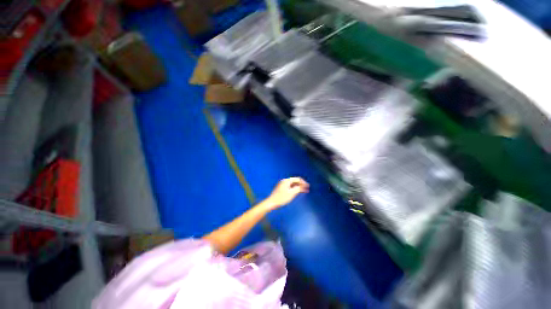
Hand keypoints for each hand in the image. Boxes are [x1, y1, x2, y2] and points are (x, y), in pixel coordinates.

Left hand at [264, 177, 308, 209]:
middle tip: (306, 189)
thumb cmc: (281, 198)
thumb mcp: (291, 193)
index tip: (308, 187)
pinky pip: (289, 187)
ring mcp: (282, 184)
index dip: (303, 182)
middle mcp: (284, 181)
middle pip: (295, 181)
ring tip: (303, 191)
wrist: (271, 202)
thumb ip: (298, 189)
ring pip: (292, 184)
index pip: (297, 179)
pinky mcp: (281, 188)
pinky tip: (296, 192)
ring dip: (298, 187)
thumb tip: (303, 187)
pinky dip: (294, 189)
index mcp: (287, 181)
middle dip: (301, 185)